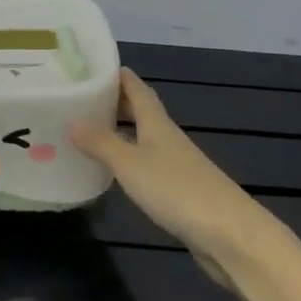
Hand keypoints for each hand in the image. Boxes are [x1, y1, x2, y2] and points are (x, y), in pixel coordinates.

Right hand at [72, 71, 268, 267]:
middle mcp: (168, 138)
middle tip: (84, 100)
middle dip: (117, 103)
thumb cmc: (176, 190)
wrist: (228, 234)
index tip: (95, 67)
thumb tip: (72, 120)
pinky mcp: (180, 191)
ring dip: (122, 132)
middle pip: (142, 112)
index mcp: (157, 124)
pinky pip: (148, 165)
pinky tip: (116, 171)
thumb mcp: (130, 164)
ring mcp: (176, 165)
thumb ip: (101, 143)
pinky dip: (129, 160)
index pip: (137, 90)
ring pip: (145, 139)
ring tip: (92, 132)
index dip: (119, 77)